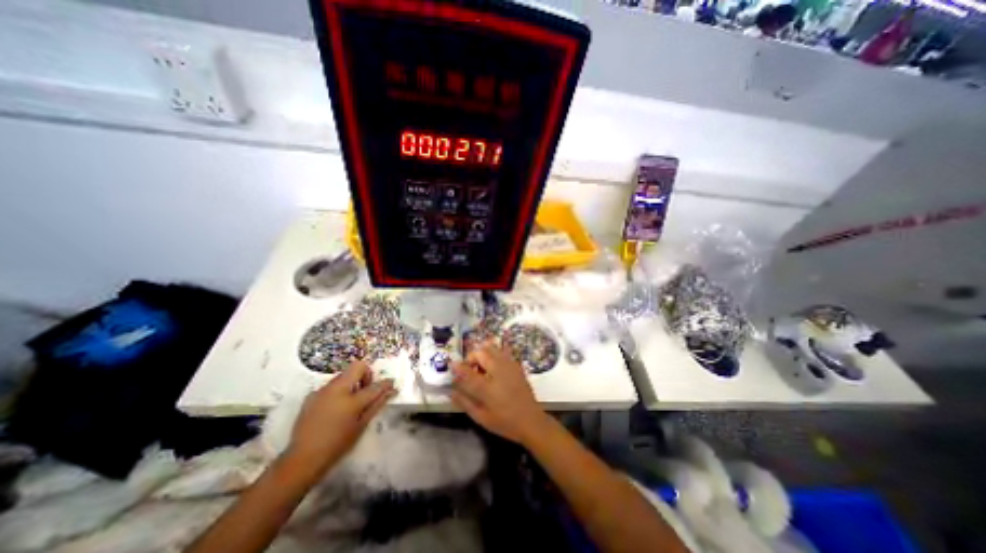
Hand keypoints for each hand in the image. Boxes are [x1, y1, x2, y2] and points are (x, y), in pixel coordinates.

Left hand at [284, 363, 395, 475]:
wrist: (301, 460)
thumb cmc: (337, 445)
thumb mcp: (361, 425)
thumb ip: (377, 404)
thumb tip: (391, 390)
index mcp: (351, 400)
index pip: (375, 385)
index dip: (385, 383)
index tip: (391, 384)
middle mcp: (336, 389)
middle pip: (357, 367)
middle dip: (365, 375)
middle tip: (366, 392)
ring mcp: (322, 391)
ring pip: (343, 376)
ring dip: (352, 383)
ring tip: (350, 402)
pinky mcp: (311, 396)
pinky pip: (330, 386)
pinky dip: (338, 391)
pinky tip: (335, 409)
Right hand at [453, 342, 551, 444]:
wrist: (531, 420)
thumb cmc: (504, 422)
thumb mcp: (481, 417)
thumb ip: (465, 402)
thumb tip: (451, 390)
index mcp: (488, 388)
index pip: (468, 372)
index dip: (458, 367)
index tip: (452, 366)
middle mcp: (498, 372)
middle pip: (480, 353)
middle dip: (471, 357)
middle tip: (469, 369)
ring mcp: (509, 366)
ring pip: (491, 348)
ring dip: (482, 353)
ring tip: (481, 367)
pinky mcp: (516, 365)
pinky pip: (502, 351)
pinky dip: (493, 353)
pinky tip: (493, 366)